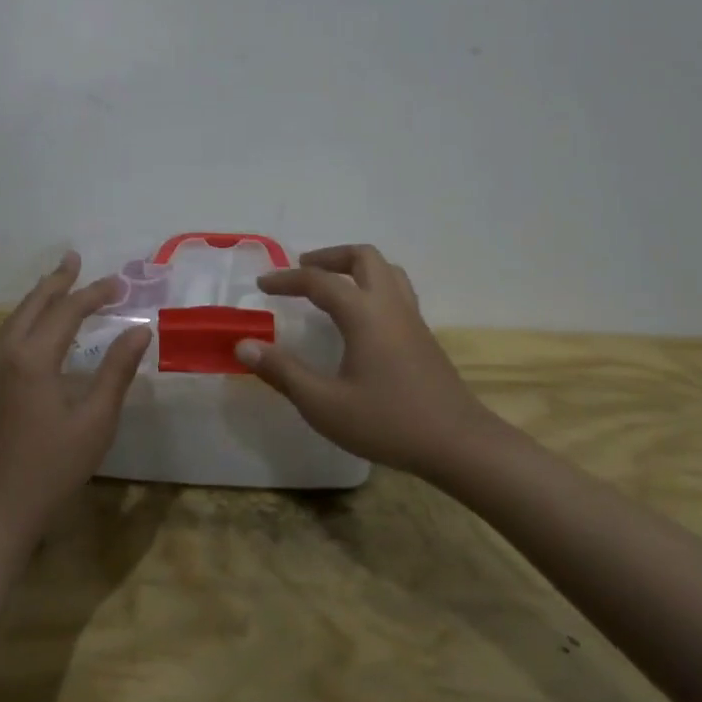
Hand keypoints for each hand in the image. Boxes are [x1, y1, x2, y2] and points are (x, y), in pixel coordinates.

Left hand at [0, 252, 149, 544]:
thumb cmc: (52, 468)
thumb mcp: (95, 420)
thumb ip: (117, 371)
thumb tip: (139, 330)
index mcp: (32, 359)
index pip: (66, 312)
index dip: (94, 294)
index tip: (120, 283)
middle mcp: (5, 356)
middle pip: (32, 306)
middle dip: (56, 282)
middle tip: (74, 259)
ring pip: (13, 321)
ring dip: (37, 299)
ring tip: (56, 284)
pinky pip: (5, 339)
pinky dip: (24, 321)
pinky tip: (35, 330)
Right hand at [238, 244, 493, 479]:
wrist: (458, 444)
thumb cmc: (387, 422)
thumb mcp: (324, 404)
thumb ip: (282, 372)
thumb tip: (244, 345)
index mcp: (364, 313)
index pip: (319, 281)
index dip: (286, 279)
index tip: (263, 284)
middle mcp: (389, 304)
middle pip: (362, 257)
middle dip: (329, 257)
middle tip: (302, 271)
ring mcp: (412, 318)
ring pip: (386, 270)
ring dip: (355, 267)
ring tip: (331, 285)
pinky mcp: (424, 335)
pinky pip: (396, 290)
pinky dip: (371, 286)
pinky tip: (360, 318)